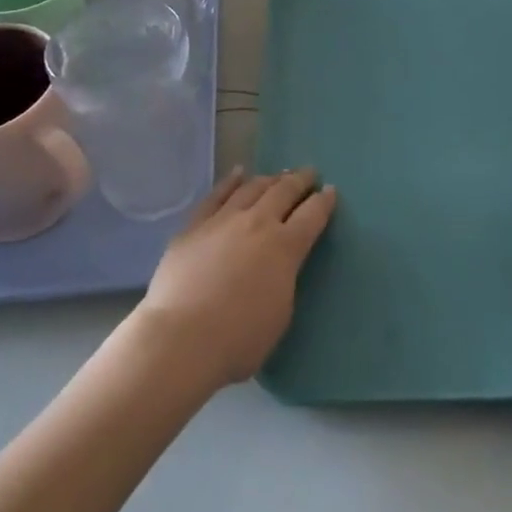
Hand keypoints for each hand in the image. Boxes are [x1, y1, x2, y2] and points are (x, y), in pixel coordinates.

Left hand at [132, 167, 336, 391]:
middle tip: (309, 173)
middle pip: (283, 192)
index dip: (324, 202)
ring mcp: (223, 220)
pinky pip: (216, 195)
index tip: (330, 191)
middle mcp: (258, 224)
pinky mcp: (194, 225)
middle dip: (299, 181)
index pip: (312, 216)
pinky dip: (230, 181)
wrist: (182, 337)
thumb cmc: (239, 338)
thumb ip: (284, 280)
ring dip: (269, 179)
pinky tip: (238, 173)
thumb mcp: (280, 314)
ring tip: (278, 175)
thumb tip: (279, 265)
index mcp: (285, 247)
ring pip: (252, 188)